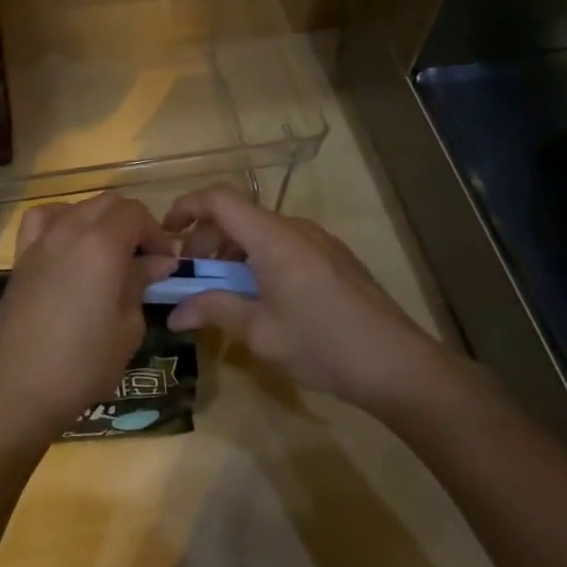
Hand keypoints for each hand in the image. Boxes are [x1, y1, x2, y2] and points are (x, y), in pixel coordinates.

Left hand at [0, 193, 178, 446]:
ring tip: (109, 254)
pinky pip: (42, 220)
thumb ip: (140, 284)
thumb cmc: (82, 364)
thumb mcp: (127, 328)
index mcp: (102, 244)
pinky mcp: (21, 257)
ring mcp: (40, 240)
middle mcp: (69, 230)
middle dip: (132, 224)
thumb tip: (155, 262)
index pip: (135, 213)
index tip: (166, 263)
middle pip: (108, 204)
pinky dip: (61, 220)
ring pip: (78, 207)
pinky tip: (68, 245)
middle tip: (144, 260)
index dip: (156, 233)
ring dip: (100, 221)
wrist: (15, 388)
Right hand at [161, 185, 458, 414]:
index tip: (166, 233)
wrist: (399, 366)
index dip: (187, 208)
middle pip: (239, 216)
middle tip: (192, 279)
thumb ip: (214, 311)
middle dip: (207, 241)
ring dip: (233, 252)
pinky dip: (259, 259)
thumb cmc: (323, 346)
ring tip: (223, 291)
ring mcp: (320, 241)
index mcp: (274, 238)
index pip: (220, 200)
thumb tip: (173, 314)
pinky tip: (261, 296)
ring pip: (262, 231)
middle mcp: (296, 229)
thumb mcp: (260, 333)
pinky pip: (284, 244)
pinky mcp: (335, 258)